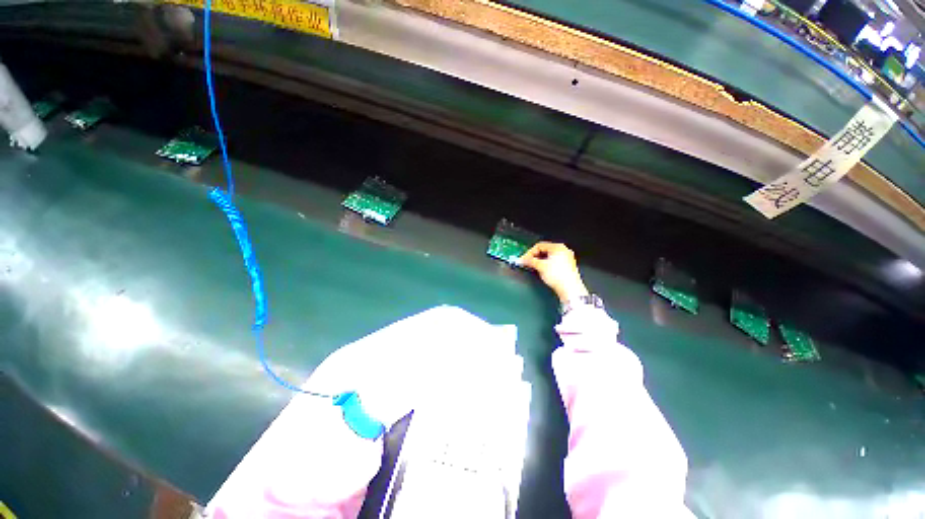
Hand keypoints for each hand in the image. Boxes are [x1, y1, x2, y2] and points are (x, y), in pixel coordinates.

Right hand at [520, 242, 588, 303]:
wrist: (570, 289)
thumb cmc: (557, 275)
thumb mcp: (540, 266)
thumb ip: (529, 261)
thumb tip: (522, 260)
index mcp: (558, 247)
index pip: (539, 246)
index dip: (529, 252)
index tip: (523, 259)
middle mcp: (563, 250)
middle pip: (544, 250)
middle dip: (534, 257)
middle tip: (527, 263)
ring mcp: (566, 258)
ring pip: (548, 257)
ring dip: (539, 261)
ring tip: (533, 267)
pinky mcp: (567, 266)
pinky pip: (553, 262)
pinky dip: (546, 264)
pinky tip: (542, 270)